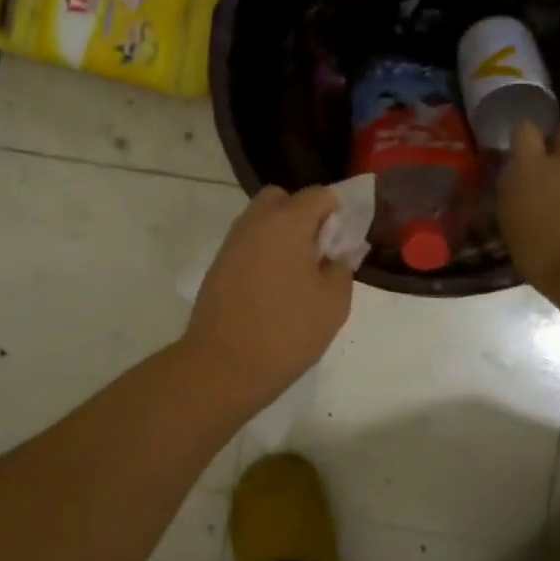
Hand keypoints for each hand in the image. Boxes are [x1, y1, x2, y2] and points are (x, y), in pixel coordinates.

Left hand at [183, 186, 353, 408]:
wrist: (224, 365)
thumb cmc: (287, 330)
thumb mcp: (333, 302)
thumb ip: (341, 268)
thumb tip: (334, 256)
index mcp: (287, 221)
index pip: (318, 195)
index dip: (336, 212)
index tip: (342, 243)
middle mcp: (255, 222)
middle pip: (281, 199)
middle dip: (302, 214)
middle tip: (316, 251)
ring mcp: (231, 243)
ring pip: (260, 220)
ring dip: (280, 234)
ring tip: (296, 274)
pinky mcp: (217, 265)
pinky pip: (247, 244)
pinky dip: (262, 253)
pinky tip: (272, 287)